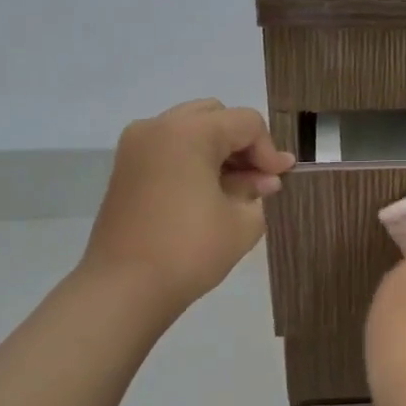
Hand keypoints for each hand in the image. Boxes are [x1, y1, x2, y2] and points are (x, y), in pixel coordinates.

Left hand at [82, 99, 294, 314]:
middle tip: (259, 179)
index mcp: (189, 132)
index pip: (245, 123)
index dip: (270, 151)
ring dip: (218, 152)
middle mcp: (158, 127)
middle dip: (242, 144)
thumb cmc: (190, 250)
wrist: (125, 287)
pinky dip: (193, 161)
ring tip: (237, 189)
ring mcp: (136, 147)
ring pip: (190, 130)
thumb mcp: (242, 221)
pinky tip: (209, 194)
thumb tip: (264, 178)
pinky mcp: (125, 169)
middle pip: (215, 117)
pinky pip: (169, 149)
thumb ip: (257, 190)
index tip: (280, 182)